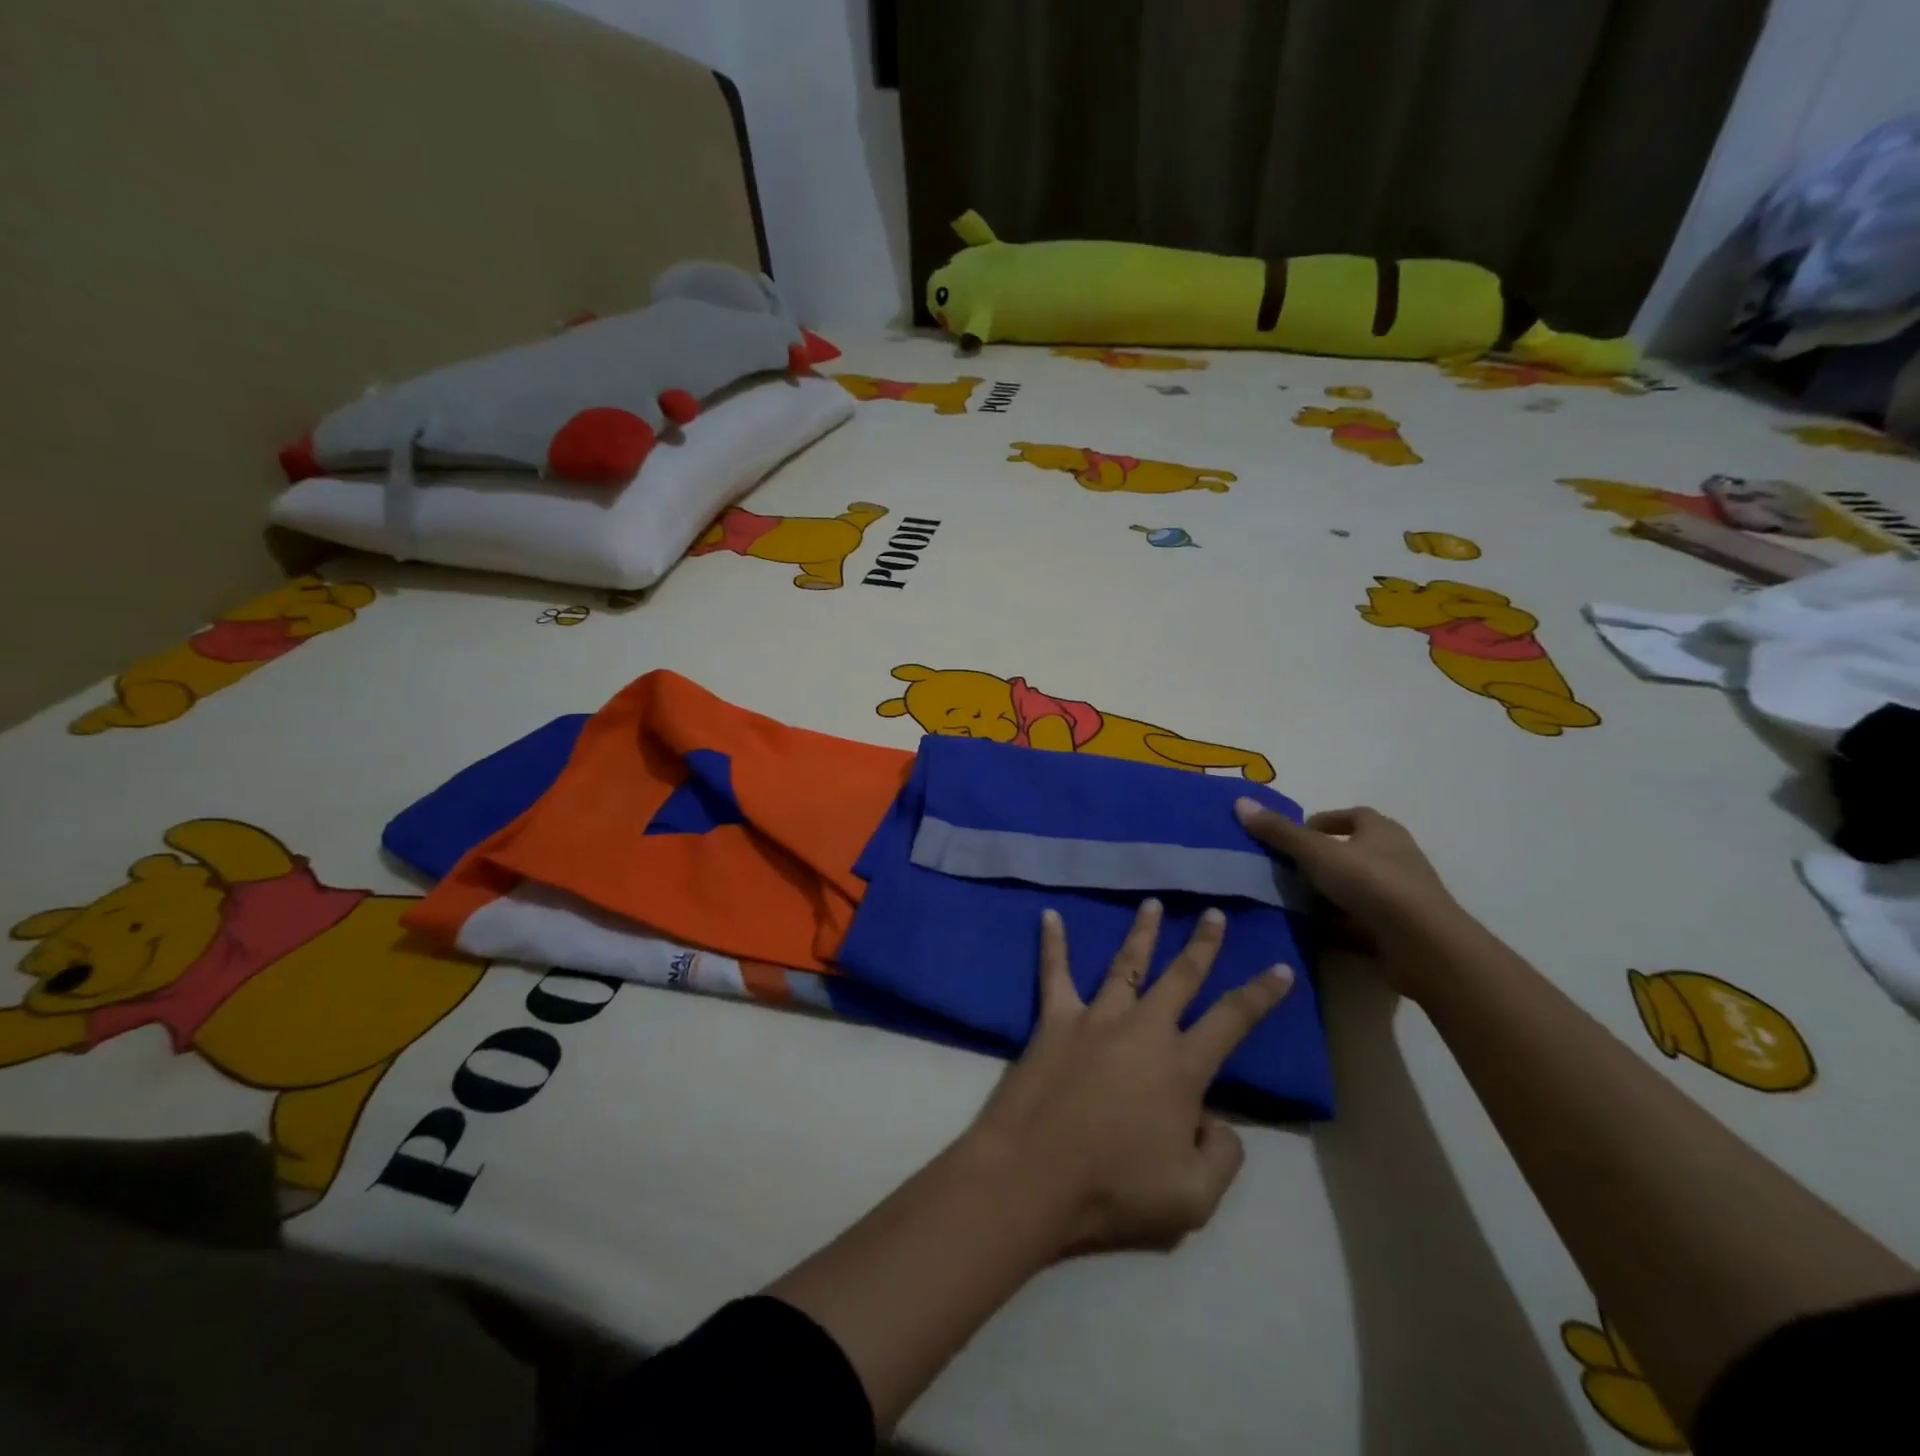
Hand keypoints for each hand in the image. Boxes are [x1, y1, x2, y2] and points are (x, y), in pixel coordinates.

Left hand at [967, 900, 1293, 1257]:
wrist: (1033, 1177)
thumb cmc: (1114, 1190)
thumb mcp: (1194, 1199)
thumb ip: (1222, 1156)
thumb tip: (1217, 1121)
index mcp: (1182, 1067)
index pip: (1233, 1019)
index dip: (1261, 994)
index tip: (1280, 968)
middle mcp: (1143, 1029)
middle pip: (1181, 976)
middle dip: (1202, 944)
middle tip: (1213, 913)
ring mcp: (1096, 1018)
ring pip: (1126, 964)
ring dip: (1142, 932)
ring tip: (1153, 903)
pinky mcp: (1054, 1020)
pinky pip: (1054, 973)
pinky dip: (1053, 943)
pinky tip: (1049, 915)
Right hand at [1233, 800, 1468, 997]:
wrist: (1423, 945)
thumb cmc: (1371, 883)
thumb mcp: (1315, 852)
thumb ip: (1279, 831)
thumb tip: (1241, 802)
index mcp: (1382, 830)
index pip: (1352, 815)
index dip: (1323, 821)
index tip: (1294, 836)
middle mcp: (1396, 857)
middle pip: (1353, 851)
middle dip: (1321, 858)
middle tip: (1287, 868)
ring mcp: (1401, 895)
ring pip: (1356, 886)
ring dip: (1329, 891)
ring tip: (1293, 899)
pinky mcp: (1400, 928)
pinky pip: (1361, 918)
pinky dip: (1339, 921)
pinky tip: (1315, 929)